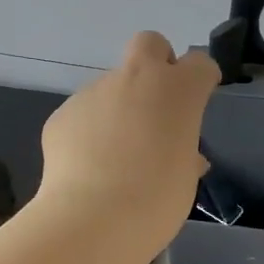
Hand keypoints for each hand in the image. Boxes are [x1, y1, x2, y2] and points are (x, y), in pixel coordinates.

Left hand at [36, 32, 218, 250]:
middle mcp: (135, 79)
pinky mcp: (62, 114)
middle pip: (149, 44)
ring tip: (115, 155)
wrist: (92, 219)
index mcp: (177, 91)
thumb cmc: (156, 201)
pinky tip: (88, 166)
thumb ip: (185, 155)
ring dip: (118, 108)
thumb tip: (184, 156)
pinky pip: (83, 115)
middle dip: (156, 63)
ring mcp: (93, 92)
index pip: (200, 64)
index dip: (201, 79)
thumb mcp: (185, 179)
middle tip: (156, 105)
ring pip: (111, 85)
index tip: (200, 98)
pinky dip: (89, 132)